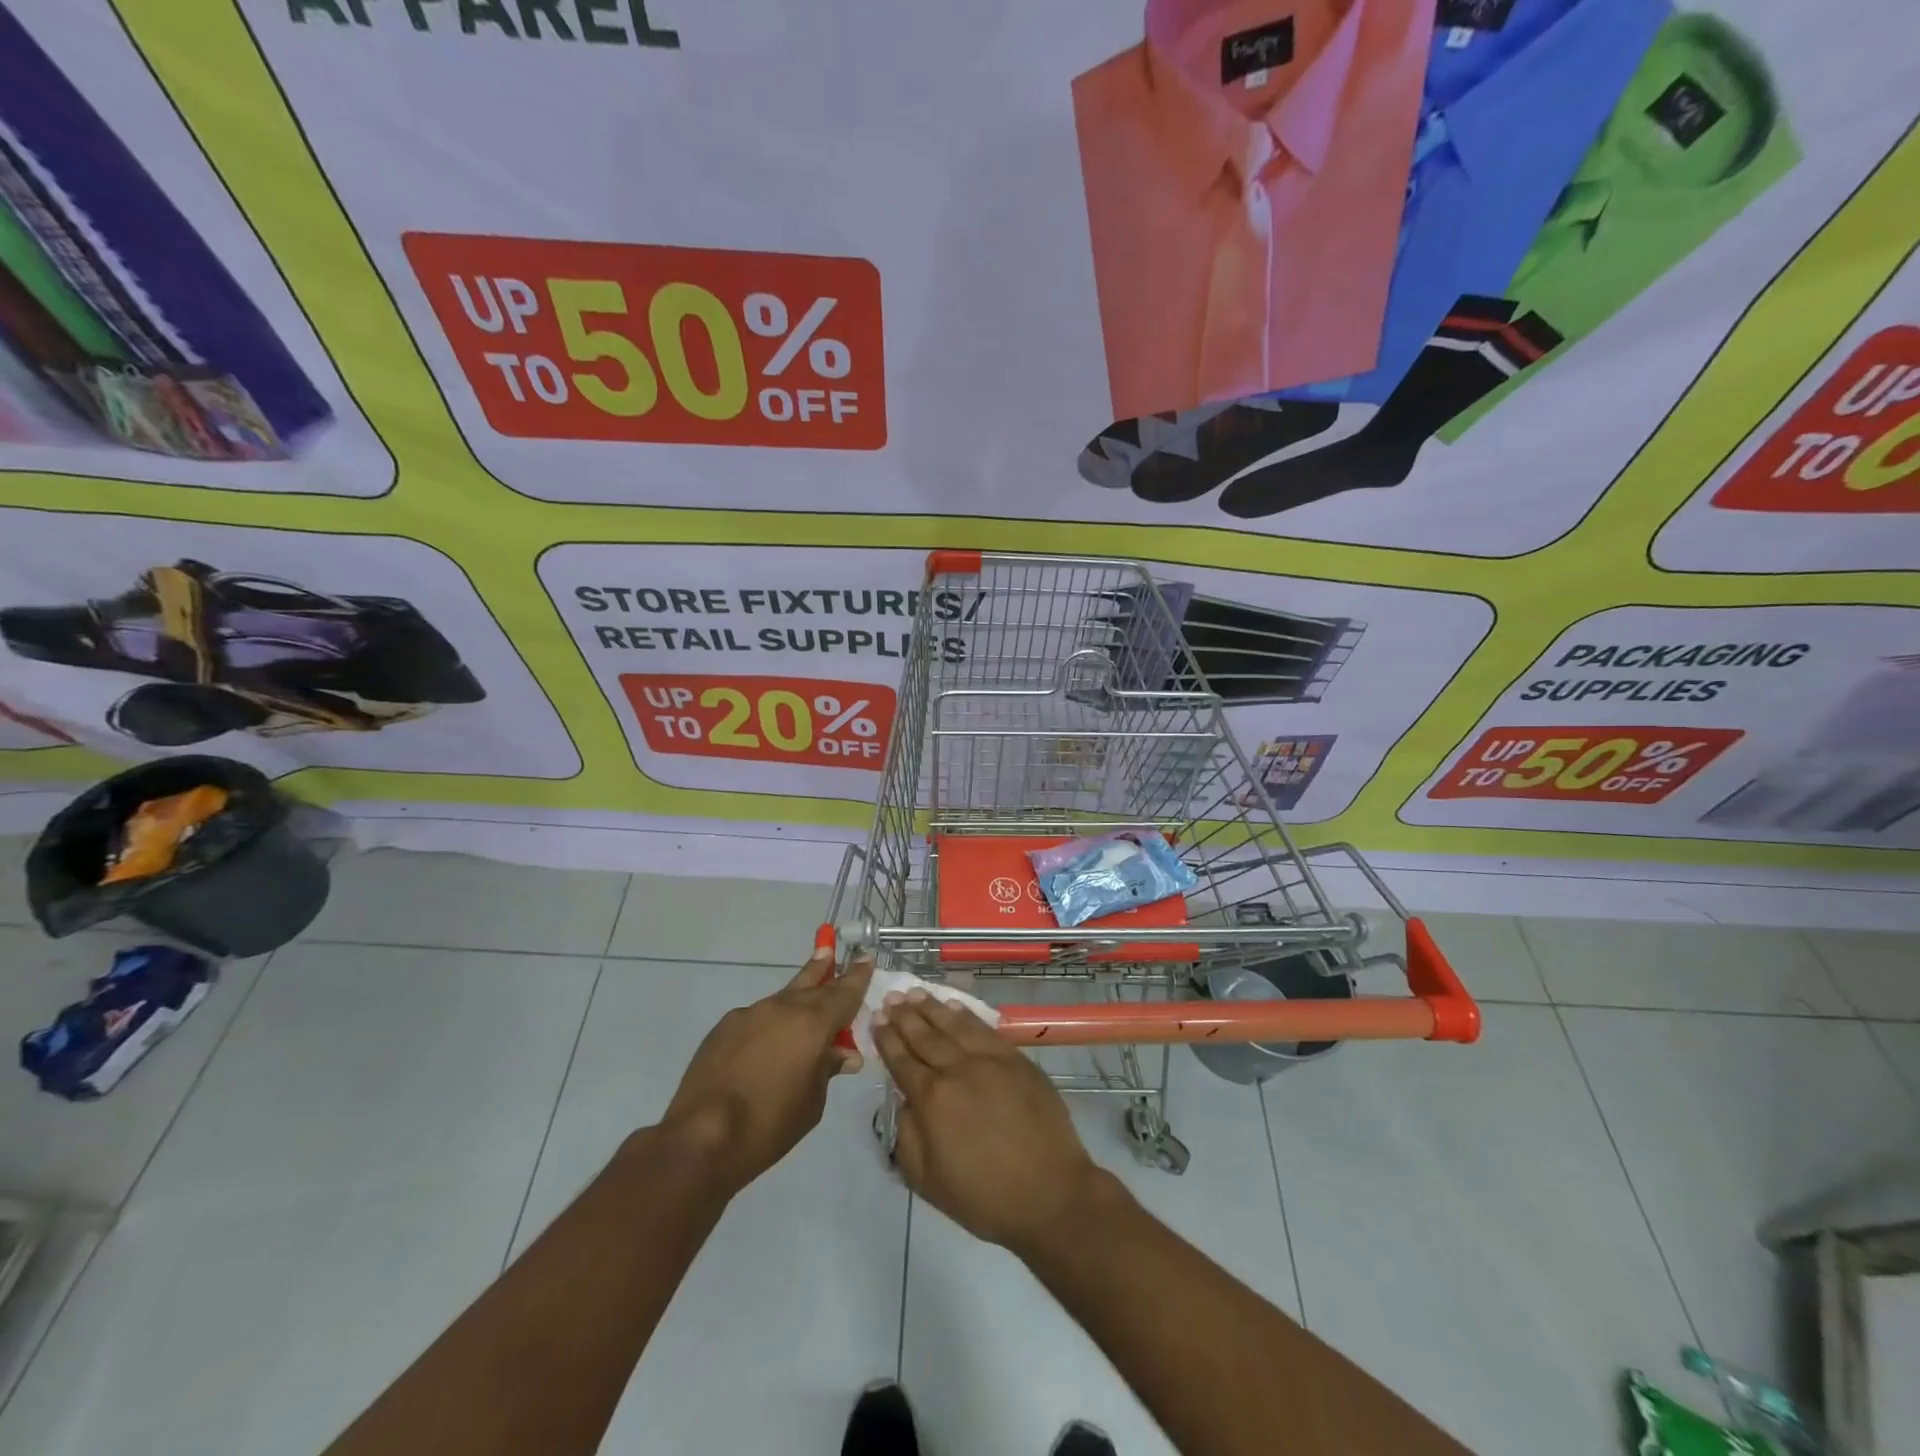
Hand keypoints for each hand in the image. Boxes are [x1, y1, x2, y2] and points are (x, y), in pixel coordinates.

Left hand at [662, 948, 871, 1193]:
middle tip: (829, 950)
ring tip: (802, 1008)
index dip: (858, 976)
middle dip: (824, 968)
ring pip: (782, 1000)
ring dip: (795, 1001)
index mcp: (812, 1023)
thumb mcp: (813, 1102)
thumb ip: (828, 1069)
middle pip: (810, 981)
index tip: (867, 958)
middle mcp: (782, 1008)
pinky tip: (764, 1048)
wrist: (701, 1137)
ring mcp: (750, 1014)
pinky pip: (756, 1019)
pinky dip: (768, 1026)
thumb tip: (843, 1054)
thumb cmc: (769, 1124)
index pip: (844, 992)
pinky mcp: (724, 1028)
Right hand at [872, 991, 1103, 1257]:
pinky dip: (966, 1015)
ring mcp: (990, 1060)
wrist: (1050, 1193)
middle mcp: (958, 1070)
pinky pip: (985, 1028)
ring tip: (915, 993)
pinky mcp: (1016, 1058)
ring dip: (931, 1008)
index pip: (902, 1061)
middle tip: (890, 998)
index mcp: (932, 1099)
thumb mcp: (928, 1181)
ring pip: (954, 1025)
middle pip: (924, 1036)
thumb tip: (904, 1102)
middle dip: (904, 1016)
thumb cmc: (985, 1197)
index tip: (876, 1020)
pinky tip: (954, 1007)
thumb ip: (907, 1136)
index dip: (886, 1040)